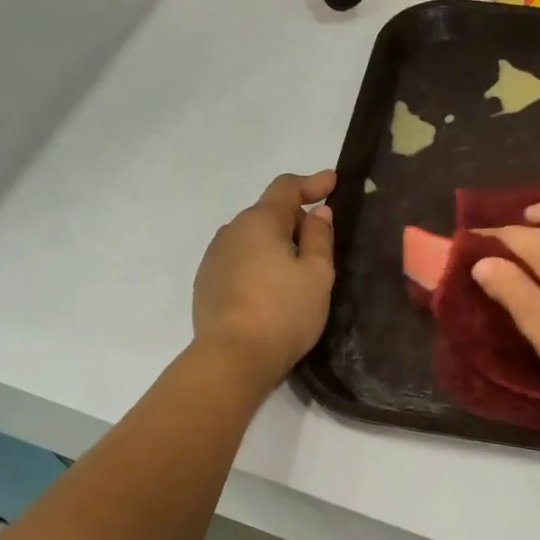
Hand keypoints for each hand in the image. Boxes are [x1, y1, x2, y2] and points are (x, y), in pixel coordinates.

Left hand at [192, 170, 336, 387]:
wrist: (233, 357)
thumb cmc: (284, 313)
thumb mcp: (317, 275)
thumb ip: (320, 238)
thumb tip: (318, 212)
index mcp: (259, 222)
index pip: (286, 188)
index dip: (312, 182)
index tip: (332, 182)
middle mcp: (231, 232)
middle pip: (268, 214)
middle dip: (295, 221)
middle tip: (321, 244)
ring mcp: (214, 258)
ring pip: (251, 240)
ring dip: (275, 245)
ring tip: (295, 272)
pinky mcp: (206, 284)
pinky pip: (239, 262)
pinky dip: (258, 266)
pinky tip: (270, 291)